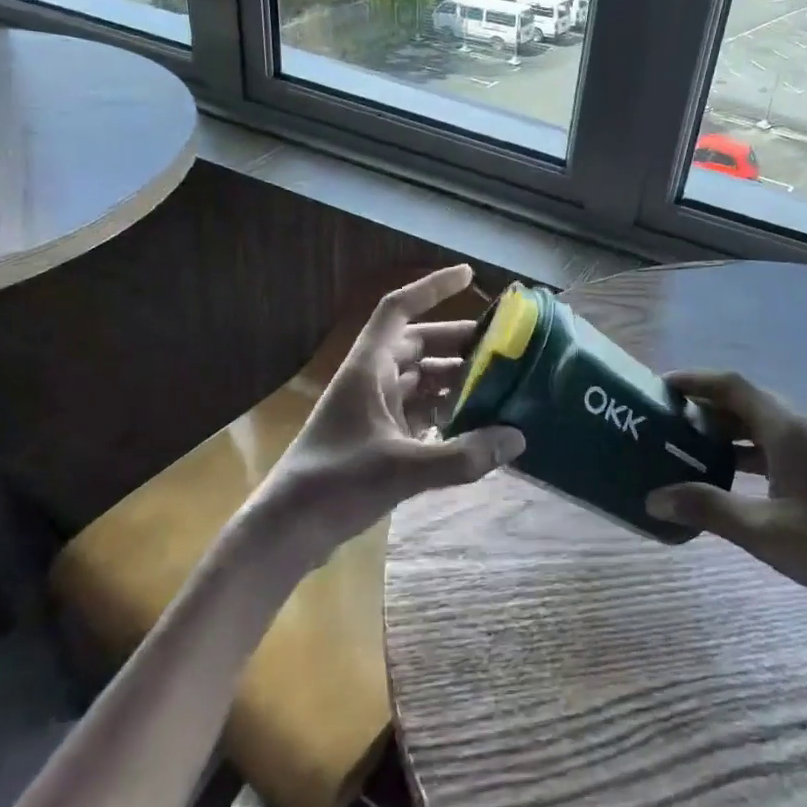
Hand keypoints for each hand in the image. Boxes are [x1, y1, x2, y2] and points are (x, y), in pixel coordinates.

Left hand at [259, 265, 523, 562]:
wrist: (289, 530)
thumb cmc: (335, 485)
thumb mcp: (401, 469)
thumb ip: (462, 455)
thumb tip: (517, 438)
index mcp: (368, 367)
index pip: (399, 309)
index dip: (432, 287)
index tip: (470, 275)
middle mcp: (371, 379)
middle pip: (418, 343)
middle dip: (458, 341)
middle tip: (502, 346)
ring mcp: (373, 409)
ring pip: (420, 379)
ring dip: (454, 378)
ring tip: (497, 384)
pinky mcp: (377, 438)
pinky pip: (418, 410)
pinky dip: (445, 411)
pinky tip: (474, 423)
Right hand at [646, 370, 806, 623]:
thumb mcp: (764, 532)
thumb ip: (708, 509)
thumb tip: (653, 498)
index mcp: (788, 430)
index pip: (733, 386)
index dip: (696, 381)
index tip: (661, 385)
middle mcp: (805, 428)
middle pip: (748, 404)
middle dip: (707, 408)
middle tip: (667, 422)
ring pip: (765, 428)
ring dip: (728, 434)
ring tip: (690, 449)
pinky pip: (780, 448)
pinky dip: (750, 454)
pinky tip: (734, 482)